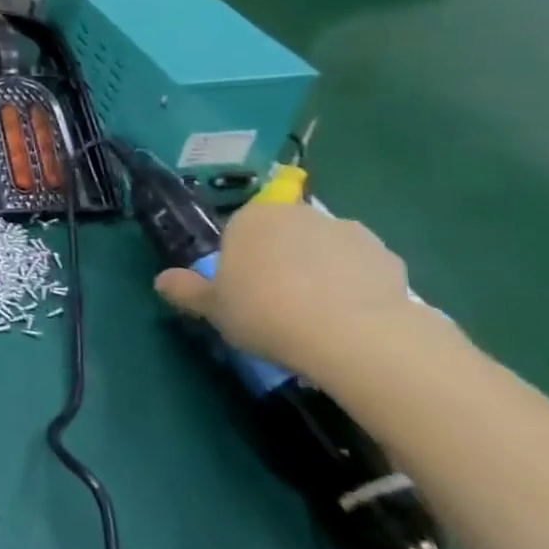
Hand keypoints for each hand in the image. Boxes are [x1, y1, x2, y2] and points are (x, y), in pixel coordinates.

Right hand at [153, 202, 414, 372]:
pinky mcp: (387, 256)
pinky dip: (355, 286)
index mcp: (251, 218)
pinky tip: (350, 320)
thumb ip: (187, 291)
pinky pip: (360, 269)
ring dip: (320, 271)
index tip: (242, 290)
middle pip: (284, 235)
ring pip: (323, 250)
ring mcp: (347, 231)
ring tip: (318, 317)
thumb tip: (161, 281)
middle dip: (281, 260)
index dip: (240, 259)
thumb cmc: (265, 312)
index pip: (239, 230)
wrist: (351, 333)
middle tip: (277, 304)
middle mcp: (298, 214)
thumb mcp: (213, 309)